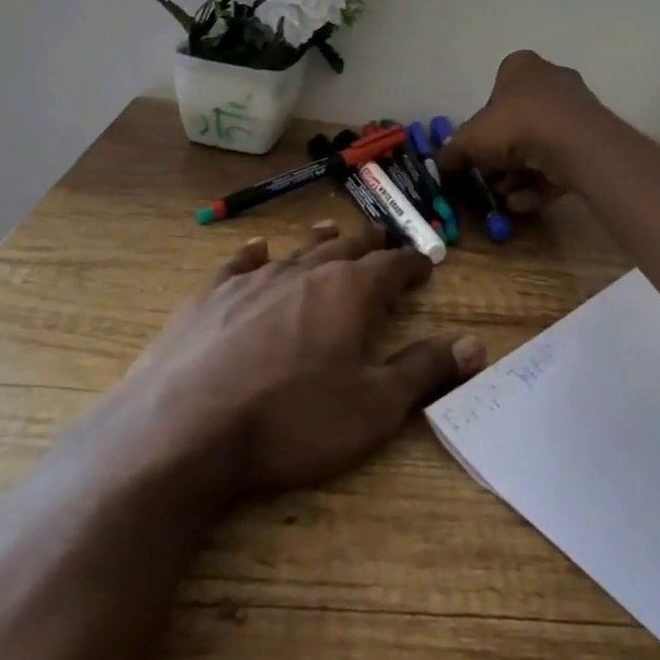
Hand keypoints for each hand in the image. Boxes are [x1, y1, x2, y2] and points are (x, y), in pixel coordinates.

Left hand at [114, 220, 484, 497]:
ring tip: (331, 230)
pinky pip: (238, 263)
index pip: (390, 266)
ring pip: (295, 249)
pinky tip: (257, 249)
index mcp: (347, 292)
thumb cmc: (291, 420)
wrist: (184, 428)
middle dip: (368, 243)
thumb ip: (424, 370)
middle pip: (344, 247)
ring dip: (318, 241)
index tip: (426, 261)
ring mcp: (252, 280)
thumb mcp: (373, 407)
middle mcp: (303, 272)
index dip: (411, 263)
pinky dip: (254, 254)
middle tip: (382, 237)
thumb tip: (475, 343)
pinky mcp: (209, 297)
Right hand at [438, 50, 611, 213]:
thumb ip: (452, 152)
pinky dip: (541, 181)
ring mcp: (575, 110)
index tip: (476, 147)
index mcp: (521, 67)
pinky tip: (523, 203)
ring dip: (519, 173)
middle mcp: (551, 80)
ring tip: (505, 196)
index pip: (496, 90)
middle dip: (502, 154)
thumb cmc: (516, 126)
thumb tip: (441, 165)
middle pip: (518, 120)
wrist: (575, 144)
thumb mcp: (470, 141)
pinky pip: (560, 160)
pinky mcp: (591, 139)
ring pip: (539, 144)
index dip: (484, 121)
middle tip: (489, 178)